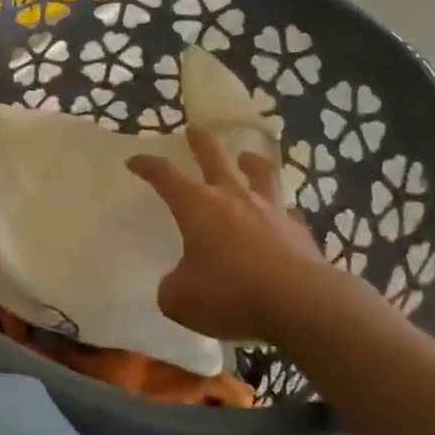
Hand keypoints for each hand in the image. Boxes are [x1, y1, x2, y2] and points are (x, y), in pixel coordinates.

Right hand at [128, 128, 362, 343]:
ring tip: (247, 157)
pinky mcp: (299, 229)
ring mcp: (270, 209)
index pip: (164, 175)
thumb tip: (176, 284)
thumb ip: (172, 286)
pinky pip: (287, 211)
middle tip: (193, 130)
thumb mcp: (181, 299)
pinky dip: (281, 209)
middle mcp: (232, 197)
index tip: (134, 160)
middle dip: (200, 142)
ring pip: (259, 172)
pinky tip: (282, 214)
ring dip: (250, 162)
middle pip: (213, 156)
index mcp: (196, 205)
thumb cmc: (230, 294)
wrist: (300, 303)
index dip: (147, 166)